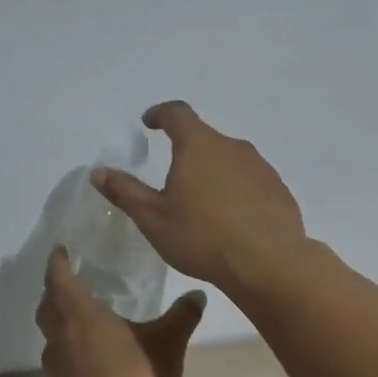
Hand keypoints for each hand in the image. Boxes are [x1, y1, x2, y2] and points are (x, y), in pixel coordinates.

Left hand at [35, 246, 206, 376]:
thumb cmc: (139, 376)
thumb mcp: (169, 342)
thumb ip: (182, 316)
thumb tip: (198, 295)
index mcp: (81, 315)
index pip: (60, 279)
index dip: (58, 263)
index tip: (60, 251)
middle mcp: (61, 339)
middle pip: (47, 309)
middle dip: (53, 294)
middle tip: (67, 287)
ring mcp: (56, 371)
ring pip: (51, 341)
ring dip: (60, 329)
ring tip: (80, 327)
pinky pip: (61, 370)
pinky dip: (70, 361)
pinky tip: (89, 368)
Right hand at [91, 101, 306, 296]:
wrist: (268, 263)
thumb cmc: (202, 237)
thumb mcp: (153, 219)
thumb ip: (126, 192)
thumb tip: (99, 172)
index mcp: (198, 146)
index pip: (177, 114)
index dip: (160, 114)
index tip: (149, 122)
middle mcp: (232, 147)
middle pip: (205, 138)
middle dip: (187, 149)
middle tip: (173, 174)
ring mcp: (260, 167)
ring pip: (230, 159)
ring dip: (214, 171)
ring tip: (203, 201)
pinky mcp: (278, 189)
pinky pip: (250, 181)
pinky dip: (237, 190)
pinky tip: (232, 218)